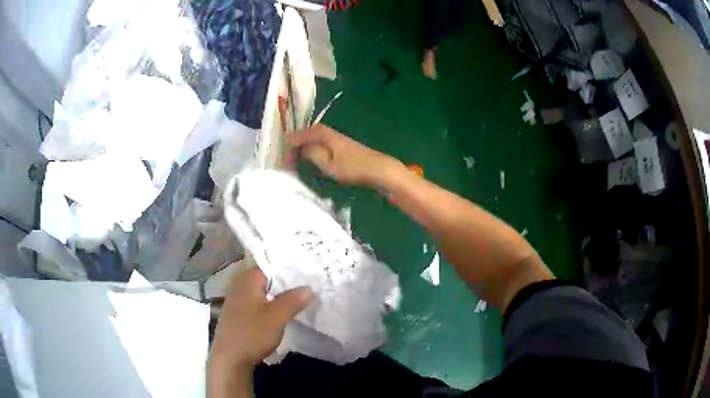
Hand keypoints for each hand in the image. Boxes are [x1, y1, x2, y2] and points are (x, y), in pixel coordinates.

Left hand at [209, 267, 313, 371]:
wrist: (230, 358)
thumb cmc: (252, 334)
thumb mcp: (277, 318)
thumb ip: (293, 300)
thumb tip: (309, 287)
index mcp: (247, 280)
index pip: (270, 264)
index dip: (289, 267)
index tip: (307, 270)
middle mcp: (240, 284)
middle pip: (266, 277)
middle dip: (286, 281)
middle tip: (308, 282)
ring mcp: (237, 299)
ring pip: (262, 290)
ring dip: (278, 293)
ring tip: (299, 296)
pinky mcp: (238, 312)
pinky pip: (257, 300)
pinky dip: (270, 302)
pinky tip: (281, 310)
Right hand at [288, 124, 404, 186]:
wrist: (377, 168)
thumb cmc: (352, 166)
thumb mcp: (327, 163)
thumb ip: (312, 154)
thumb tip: (301, 149)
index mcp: (323, 133)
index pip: (302, 134)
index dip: (292, 141)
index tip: (282, 149)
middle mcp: (329, 132)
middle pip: (308, 134)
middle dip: (297, 143)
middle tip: (287, 154)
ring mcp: (337, 139)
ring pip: (315, 139)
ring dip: (305, 146)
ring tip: (296, 157)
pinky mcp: (342, 146)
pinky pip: (322, 144)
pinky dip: (314, 149)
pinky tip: (313, 158)